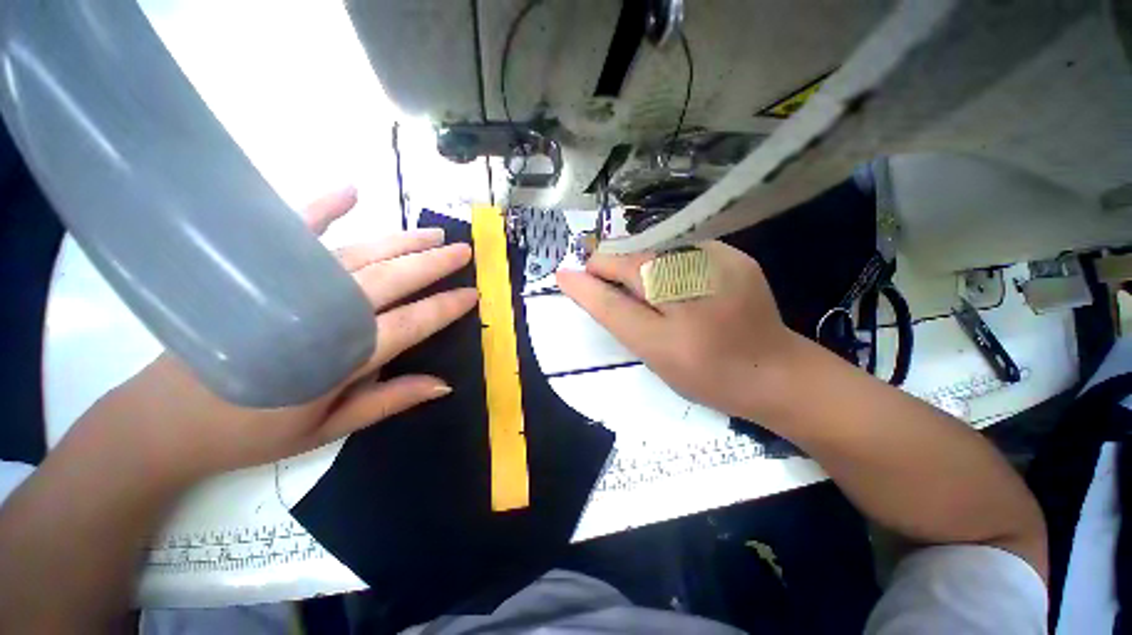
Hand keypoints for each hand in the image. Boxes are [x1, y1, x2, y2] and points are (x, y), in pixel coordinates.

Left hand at [81, 188, 477, 483]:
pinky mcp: (254, 273)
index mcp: (338, 359)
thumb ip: (389, 400)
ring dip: (399, 242)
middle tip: (462, 251)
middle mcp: (318, 315)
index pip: (409, 324)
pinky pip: (292, 234)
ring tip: (433, 234)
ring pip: (357, 256)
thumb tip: (443, 384)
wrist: (165, 422)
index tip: (472, 294)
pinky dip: (320, 209)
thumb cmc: (253, 432)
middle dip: (432, 264)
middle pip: (389, 280)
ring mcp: (284, 289)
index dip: (444, 308)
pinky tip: (349, 191)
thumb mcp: (328, 429)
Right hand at [556, 241, 801, 418]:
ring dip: (639, 265)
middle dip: (612, 268)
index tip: (566, 276)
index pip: (614, 292)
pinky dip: (667, 262)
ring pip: (655, 252)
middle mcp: (694, 283)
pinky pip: (682, 250)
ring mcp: (720, 263)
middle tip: (605, 281)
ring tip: (644, 286)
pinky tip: (676, 281)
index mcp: (672, 325)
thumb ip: (617, 314)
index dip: (587, 283)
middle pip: (634, 261)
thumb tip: (586, 282)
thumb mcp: (653, 353)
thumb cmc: (706, 374)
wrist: (774, 371)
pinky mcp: (735, 255)